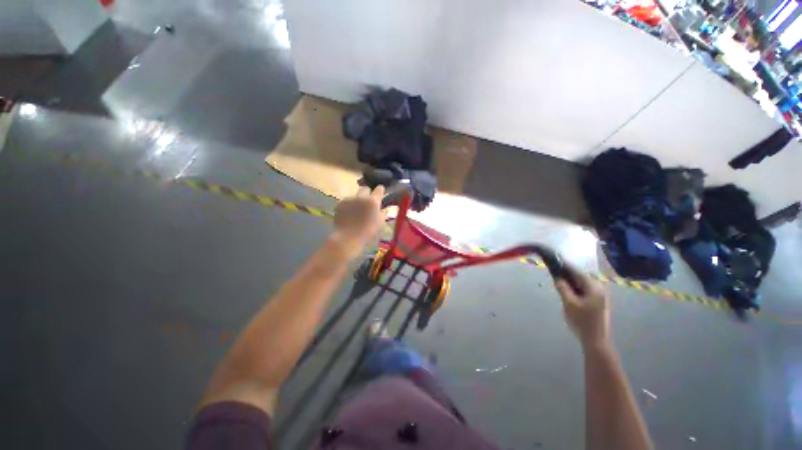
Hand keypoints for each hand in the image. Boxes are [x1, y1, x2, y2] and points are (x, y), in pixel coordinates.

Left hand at [331, 186, 385, 259]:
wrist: (348, 237)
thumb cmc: (367, 231)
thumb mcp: (380, 223)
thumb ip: (383, 213)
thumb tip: (384, 209)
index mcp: (373, 201)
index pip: (379, 189)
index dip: (380, 191)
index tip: (380, 195)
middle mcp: (361, 197)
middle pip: (365, 189)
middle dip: (367, 194)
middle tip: (367, 203)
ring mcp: (349, 199)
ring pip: (355, 195)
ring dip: (357, 200)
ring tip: (356, 212)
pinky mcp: (340, 203)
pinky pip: (347, 201)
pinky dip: (349, 206)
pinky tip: (348, 215)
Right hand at [554, 266, 610, 350]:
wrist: (596, 340)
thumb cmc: (582, 321)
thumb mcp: (569, 303)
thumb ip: (562, 288)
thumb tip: (558, 277)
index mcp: (594, 287)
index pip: (577, 271)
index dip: (565, 265)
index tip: (555, 259)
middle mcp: (599, 288)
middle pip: (580, 276)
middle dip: (568, 273)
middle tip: (555, 272)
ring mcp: (600, 295)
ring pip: (583, 283)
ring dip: (572, 281)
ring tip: (560, 281)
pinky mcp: (598, 301)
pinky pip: (585, 289)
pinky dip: (576, 287)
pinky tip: (569, 291)